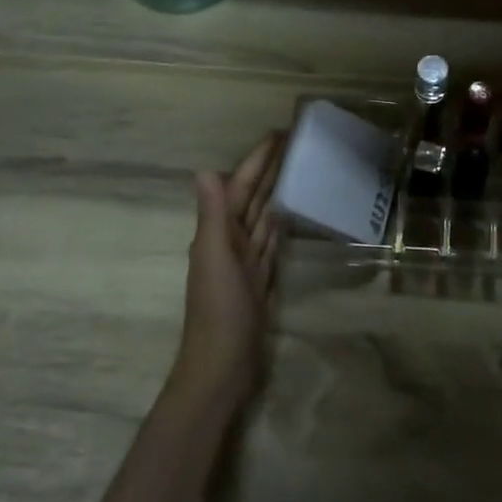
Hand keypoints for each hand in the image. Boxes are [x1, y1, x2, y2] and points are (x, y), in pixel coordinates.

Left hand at [171, 132, 284, 409]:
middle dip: (269, 168)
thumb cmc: (218, 310)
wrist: (221, 368)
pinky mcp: (259, 279)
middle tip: (296, 141)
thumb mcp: (215, 258)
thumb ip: (212, 215)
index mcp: (217, 231)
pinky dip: (279, 224)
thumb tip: (204, 169)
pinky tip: (289, 212)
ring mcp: (245, 261)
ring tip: (297, 167)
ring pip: (262, 216)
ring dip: (276, 191)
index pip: (240, 185)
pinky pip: (271, 242)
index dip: (257, 159)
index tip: (279, 133)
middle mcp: (230, 240)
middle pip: (252, 196)